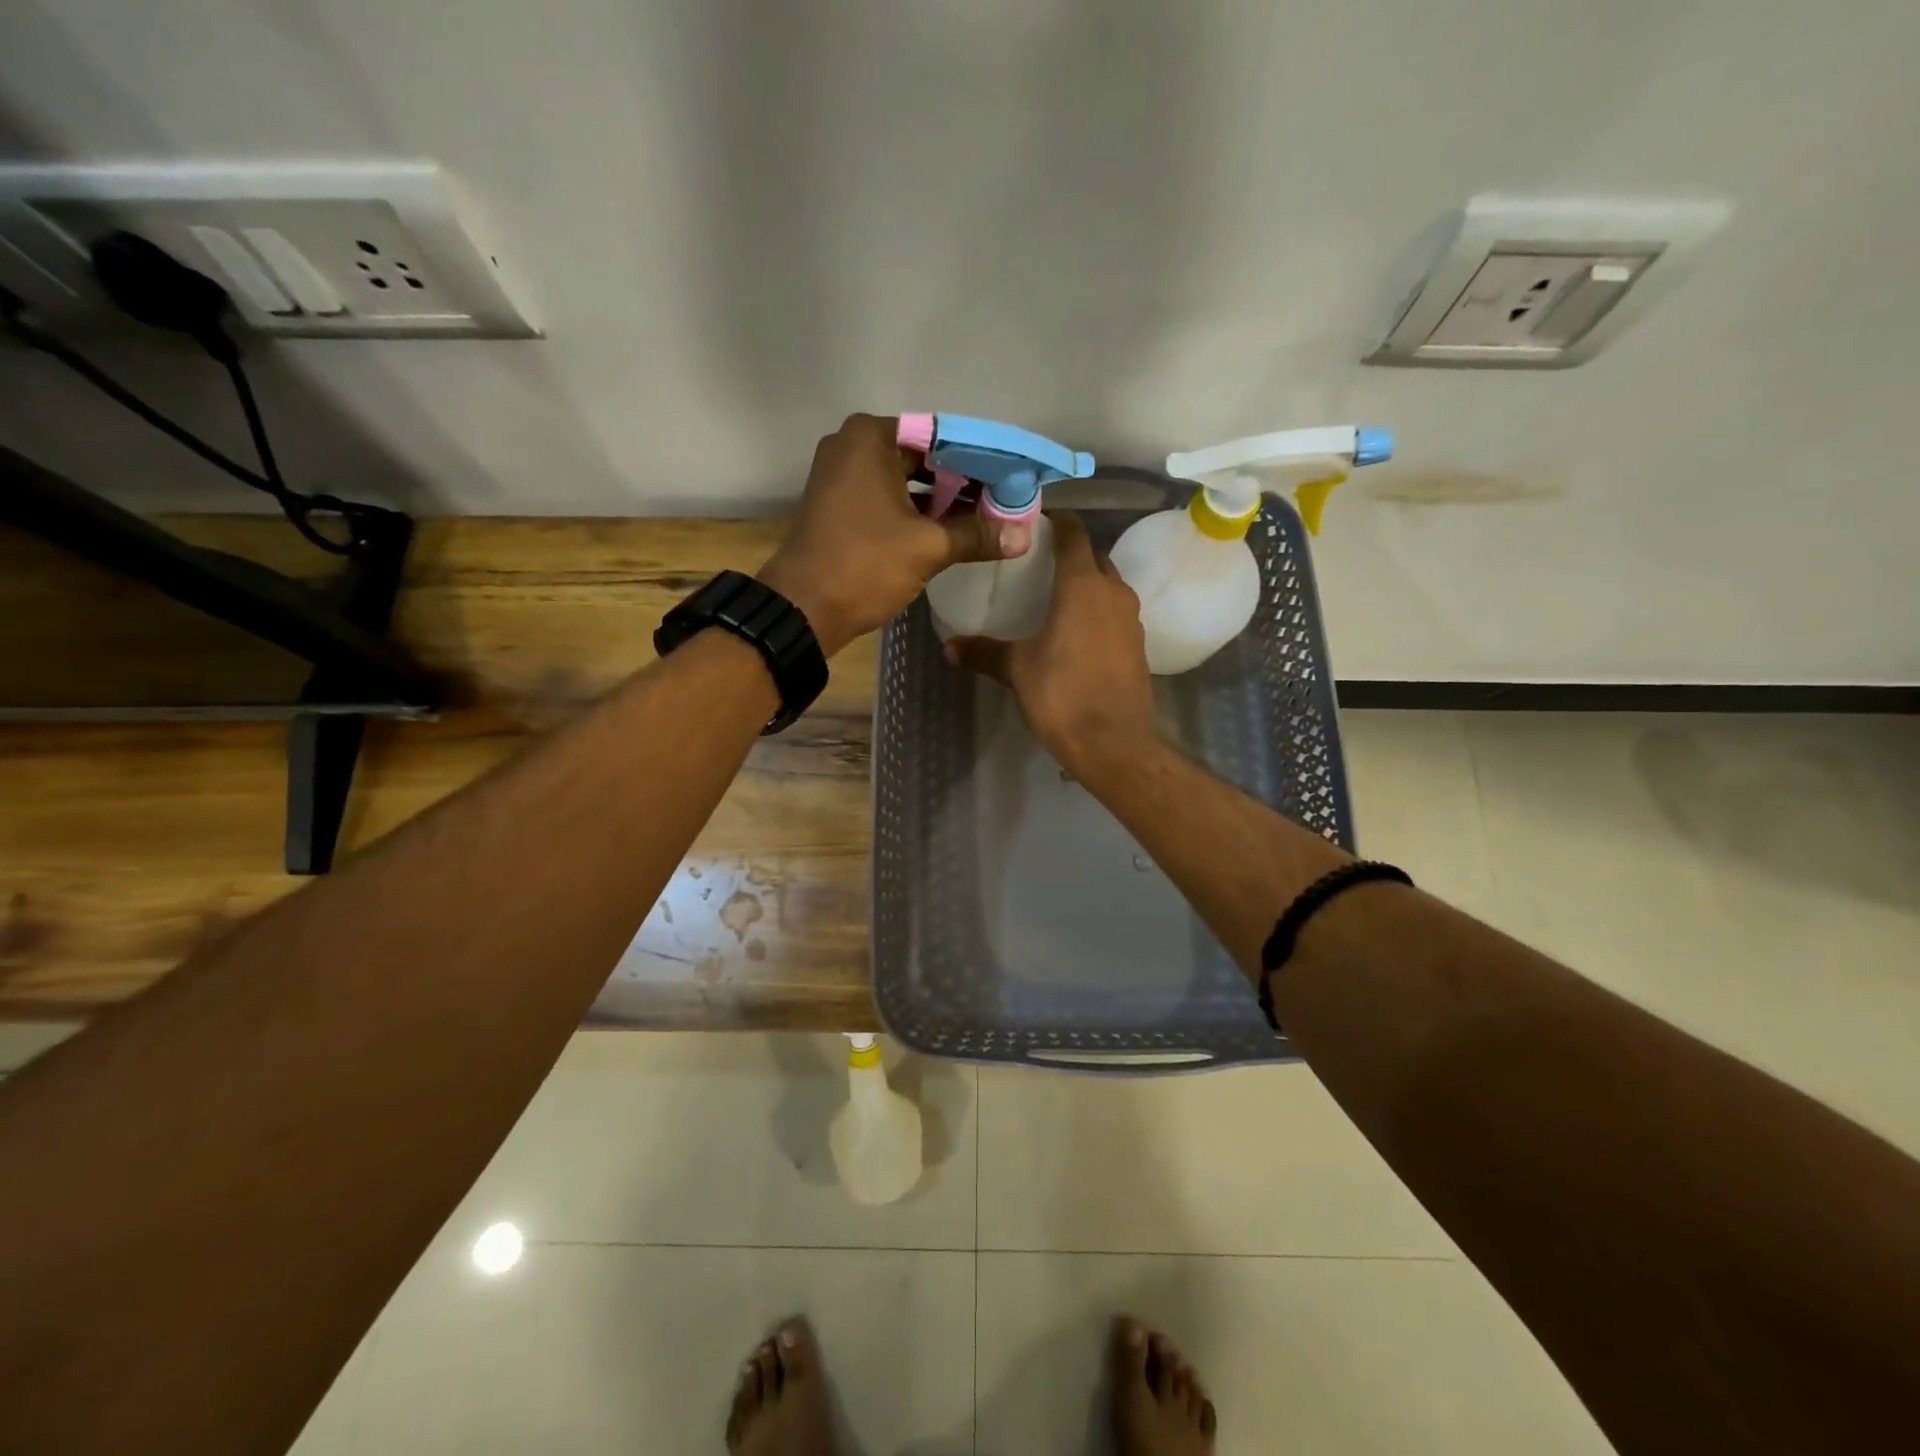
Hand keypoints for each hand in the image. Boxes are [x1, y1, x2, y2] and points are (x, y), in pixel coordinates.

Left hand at [758, 414, 1031, 656]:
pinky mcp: (839, 504)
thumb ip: (977, 535)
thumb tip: (1023, 537)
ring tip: (986, 519)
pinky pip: (889, 498)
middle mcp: (853, 446)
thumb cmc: (864, 565)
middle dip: (965, 481)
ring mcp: (842, 475)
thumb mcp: (928, 547)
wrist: (803, 609)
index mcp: (872, 437)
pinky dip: (917, 512)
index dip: (983, 460)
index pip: (943, 437)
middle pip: (925, 457)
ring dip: (943, 500)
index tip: (1014, 479)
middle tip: (1006, 502)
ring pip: (907, 480)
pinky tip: (950, 531)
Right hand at [946, 512, 1157, 774]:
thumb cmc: (1062, 695)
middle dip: (1070, 554)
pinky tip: (1075, 632)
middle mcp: (1113, 592)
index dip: (1056, 523)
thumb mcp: (1017, 670)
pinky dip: (1096, 612)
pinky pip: (1115, 613)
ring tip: (1053, 597)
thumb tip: (948, 646)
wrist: (1114, 743)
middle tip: (1037, 564)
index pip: (1074, 534)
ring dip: (1086, 584)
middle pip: (1094, 558)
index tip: (1034, 524)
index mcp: (1083, 585)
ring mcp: (1131, 619)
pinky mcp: (1138, 645)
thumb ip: (984, 652)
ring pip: (1108, 586)